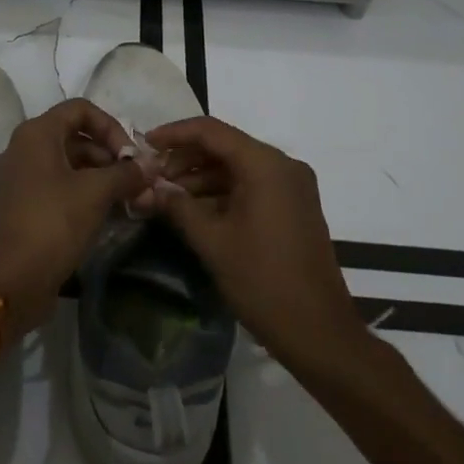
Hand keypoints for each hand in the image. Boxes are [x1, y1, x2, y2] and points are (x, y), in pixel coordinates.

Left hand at [0, 99, 148, 336]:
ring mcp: (20, 178)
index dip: (111, 127)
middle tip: (137, 184)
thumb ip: (126, 174)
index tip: (131, 157)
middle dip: (110, 157)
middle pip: (75, 137)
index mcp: (37, 133)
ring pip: (68, 165)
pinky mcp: (21, 206)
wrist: (8, 280)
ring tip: (129, 202)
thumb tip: (150, 167)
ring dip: (101, 178)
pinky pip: (57, 188)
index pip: (81, 110)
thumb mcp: (95, 193)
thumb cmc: (52, 223)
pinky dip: (83, 195)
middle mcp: (24, 148)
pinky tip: (107, 215)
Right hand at [142, 116, 364, 370]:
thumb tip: (150, 187)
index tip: (145, 143)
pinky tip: (194, 208)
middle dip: (186, 158)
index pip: (212, 131)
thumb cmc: (262, 281)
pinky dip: (222, 192)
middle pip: (225, 146)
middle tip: (152, 176)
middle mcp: (282, 165)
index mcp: (265, 165)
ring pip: (237, 167)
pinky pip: (252, 185)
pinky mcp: (294, 206)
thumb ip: (178, 206)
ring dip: (202, 177)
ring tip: (167, 195)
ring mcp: (291, 186)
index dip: (175, 133)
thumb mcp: (212, 241)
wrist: (318, 333)